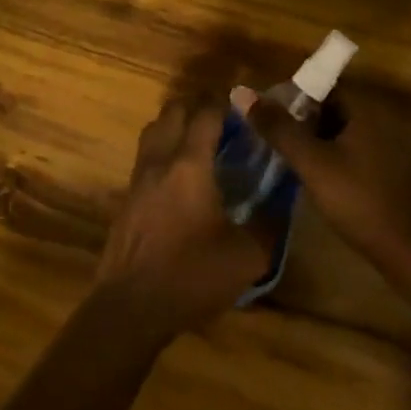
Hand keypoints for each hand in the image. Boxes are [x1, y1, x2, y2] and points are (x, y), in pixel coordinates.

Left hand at [96, 97, 270, 338]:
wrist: (131, 307)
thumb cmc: (191, 276)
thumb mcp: (247, 257)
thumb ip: (270, 224)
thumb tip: (284, 202)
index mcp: (190, 165)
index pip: (206, 113)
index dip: (225, 103)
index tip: (245, 106)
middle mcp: (160, 160)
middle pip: (174, 111)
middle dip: (199, 106)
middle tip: (225, 121)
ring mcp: (138, 176)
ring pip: (155, 129)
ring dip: (177, 124)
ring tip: (201, 141)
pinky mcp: (127, 196)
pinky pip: (146, 154)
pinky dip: (164, 148)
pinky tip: (180, 174)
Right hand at [240, 89, 410, 297]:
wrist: (407, 252)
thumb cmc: (357, 200)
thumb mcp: (312, 163)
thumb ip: (278, 127)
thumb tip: (241, 92)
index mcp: (367, 109)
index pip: (324, 85)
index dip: (293, 96)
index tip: (268, 115)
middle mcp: (382, 119)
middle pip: (333, 107)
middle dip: (302, 119)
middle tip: (273, 137)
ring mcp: (391, 146)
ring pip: (343, 131)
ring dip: (316, 139)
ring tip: (287, 155)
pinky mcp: (392, 169)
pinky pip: (356, 150)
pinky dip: (333, 155)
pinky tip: (316, 175)